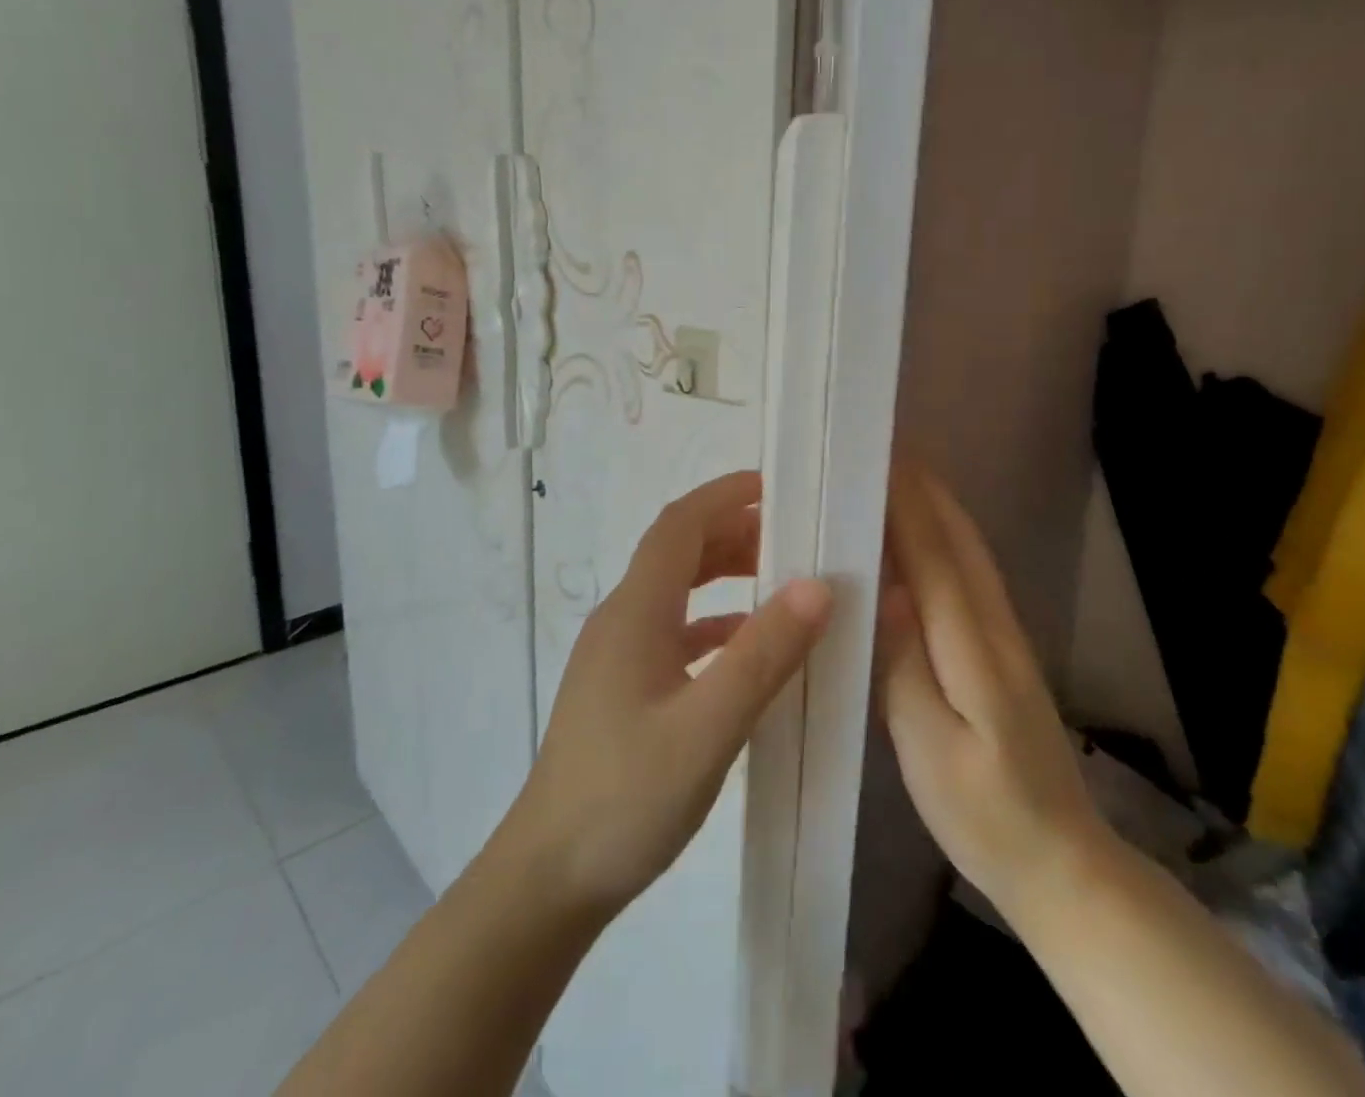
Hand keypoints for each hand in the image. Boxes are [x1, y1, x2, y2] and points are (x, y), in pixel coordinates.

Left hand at [502, 470, 831, 919]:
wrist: (548, 878)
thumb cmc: (626, 798)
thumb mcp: (707, 727)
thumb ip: (762, 655)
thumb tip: (817, 586)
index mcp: (635, 611)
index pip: (680, 525)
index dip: (724, 495)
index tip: (775, 486)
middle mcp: (621, 619)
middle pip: (677, 552)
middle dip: (732, 533)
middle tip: (792, 539)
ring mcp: (617, 655)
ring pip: (674, 592)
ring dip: (722, 575)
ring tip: (778, 582)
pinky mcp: (621, 688)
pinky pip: (672, 632)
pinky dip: (712, 623)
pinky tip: (742, 649)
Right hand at [876, 462, 1109, 917]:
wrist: (1061, 862)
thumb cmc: (984, 813)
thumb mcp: (929, 750)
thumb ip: (906, 665)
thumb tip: (888, 588)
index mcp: (975, 649)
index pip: (937, 559)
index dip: (908, 506)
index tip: (879, 459)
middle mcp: (996, 629)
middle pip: (961, 543)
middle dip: (924, 492)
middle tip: (883, 451)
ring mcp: (1006, 639)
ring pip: (971, 555)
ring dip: (937, 509)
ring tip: (898, 479)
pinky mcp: (1003, 652)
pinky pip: (970, 577)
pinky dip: (946, 541)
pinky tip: (922, 541)